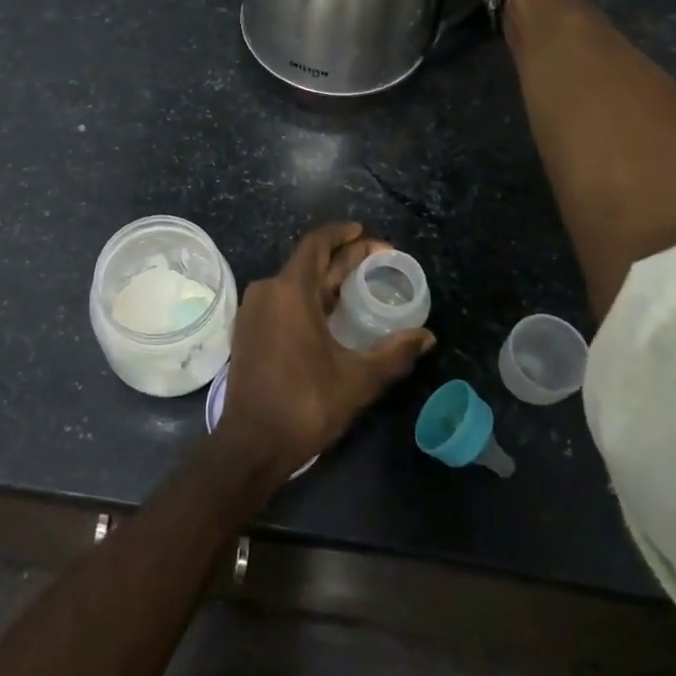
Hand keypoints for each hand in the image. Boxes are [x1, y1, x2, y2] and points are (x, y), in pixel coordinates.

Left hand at [218, 223, 435, 478]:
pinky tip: (331, 312)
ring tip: (359, 284)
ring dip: (326, 279)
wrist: (251, 443)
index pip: (316, 244)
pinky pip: (282, 300)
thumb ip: (394, 354)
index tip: (365, 233)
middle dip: (343, 258)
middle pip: (308, 262)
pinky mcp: (249, 330)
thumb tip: (427, 337)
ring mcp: (254, 311)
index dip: (341, 234)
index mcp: (290, 291)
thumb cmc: (305, 404)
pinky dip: (308, 298)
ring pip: (295, 282)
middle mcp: (267, 291)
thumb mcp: (357, 379)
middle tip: (378, 260)